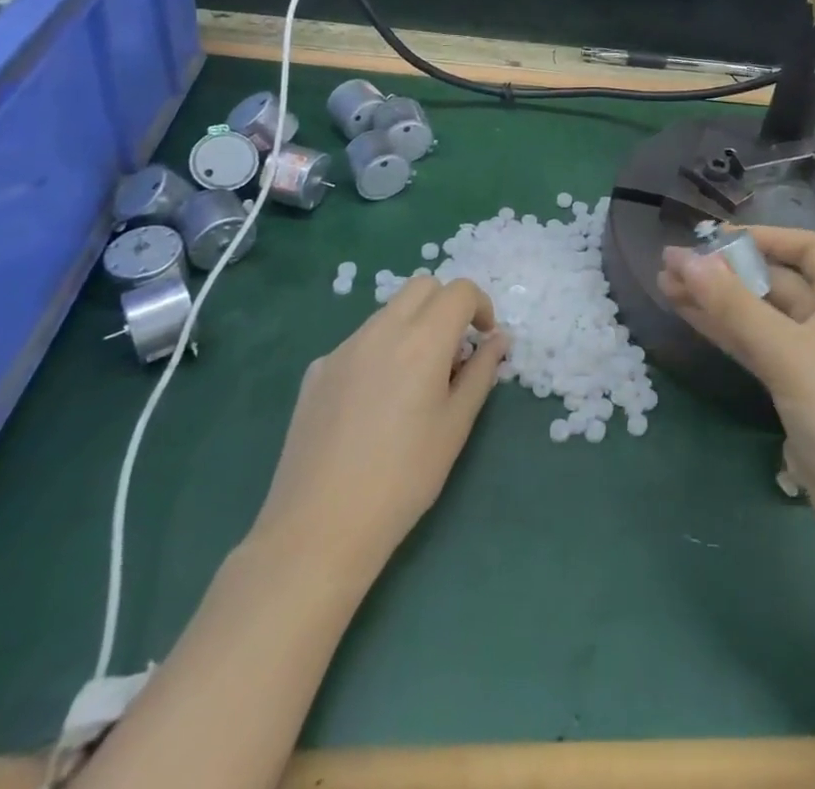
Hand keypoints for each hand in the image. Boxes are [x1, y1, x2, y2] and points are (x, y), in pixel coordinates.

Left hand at [248, 277, 508, 586]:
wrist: (319, 527)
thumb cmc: (404, 478)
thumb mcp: (456, 425)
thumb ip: (481, 372)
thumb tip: (498, 339)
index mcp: (423, 340)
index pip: (459, 290)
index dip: (480, 306)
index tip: (484, 339)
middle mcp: (381, 330)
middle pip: (422, 287)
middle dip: (446, 305)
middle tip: (454, 351)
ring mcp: (343, 348)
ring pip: (388, 312)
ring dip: (412, 326)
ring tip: (415, 381)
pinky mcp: (316, 371)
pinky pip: (359, 343)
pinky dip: (380, 352)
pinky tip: (374, 404)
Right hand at [658, 227, 814, 531]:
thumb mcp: (787, 353)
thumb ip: (735, 306)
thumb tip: (687, 259)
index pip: (807, 248)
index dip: (766, 236)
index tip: (718, 239)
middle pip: (775, 280)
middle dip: (726, 270)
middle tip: (671, 264)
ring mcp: (811, 358)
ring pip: (757, 315)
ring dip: (716, 300)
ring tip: (665, 285)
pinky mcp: (795, 390)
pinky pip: (755, 347)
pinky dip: (724, 331)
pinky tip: (689, 317)